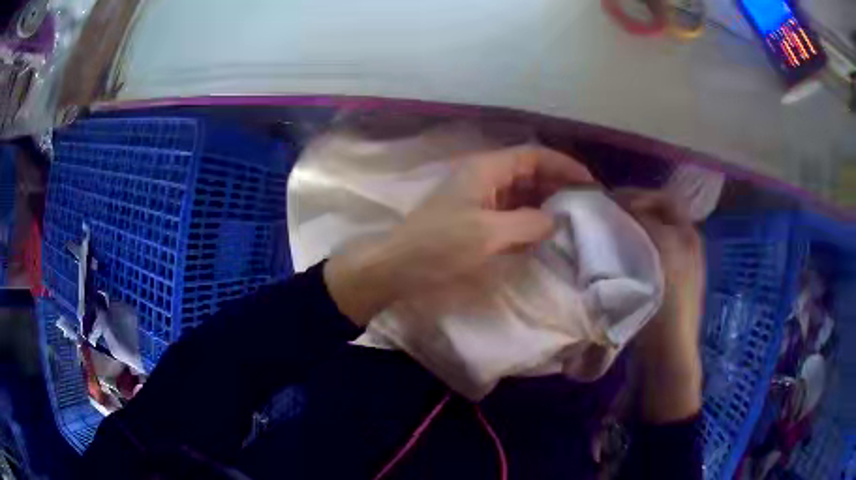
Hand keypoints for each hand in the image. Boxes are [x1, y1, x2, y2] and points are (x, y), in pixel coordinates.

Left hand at [325, 146, 594, 325]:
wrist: (399, 267)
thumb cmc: (440, 245)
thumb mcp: (488, 233)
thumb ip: (528, 223)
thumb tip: (556, 220)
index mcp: (486, 169)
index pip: (533, 156)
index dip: (563, 165)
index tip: (589, 183)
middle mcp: (485, 178)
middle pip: (530, 172)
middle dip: (558, 185)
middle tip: (585, 204)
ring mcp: (480, 199)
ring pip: (522, 194)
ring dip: (546, 203)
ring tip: (572, 219)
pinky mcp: (476, 221)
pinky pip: (511, 214)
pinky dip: (530, 220)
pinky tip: (545, 233)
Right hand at [615, 189, 704, 422]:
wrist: (667, 352)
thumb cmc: (669, 300)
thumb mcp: (662, 252)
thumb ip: (647, 222)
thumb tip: (625, 205)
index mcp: (688, 235)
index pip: (664, 199)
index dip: (639, 195)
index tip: (611, 201)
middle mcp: (683, 246)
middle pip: (654, 217)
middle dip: (630, 213)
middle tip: (603, 218)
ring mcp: (672, 268)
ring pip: (646, 237)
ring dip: (627, 233)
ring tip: (603, 237)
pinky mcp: (659, 286)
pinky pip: (642, 257)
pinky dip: (627, 252)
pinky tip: (612, 260)